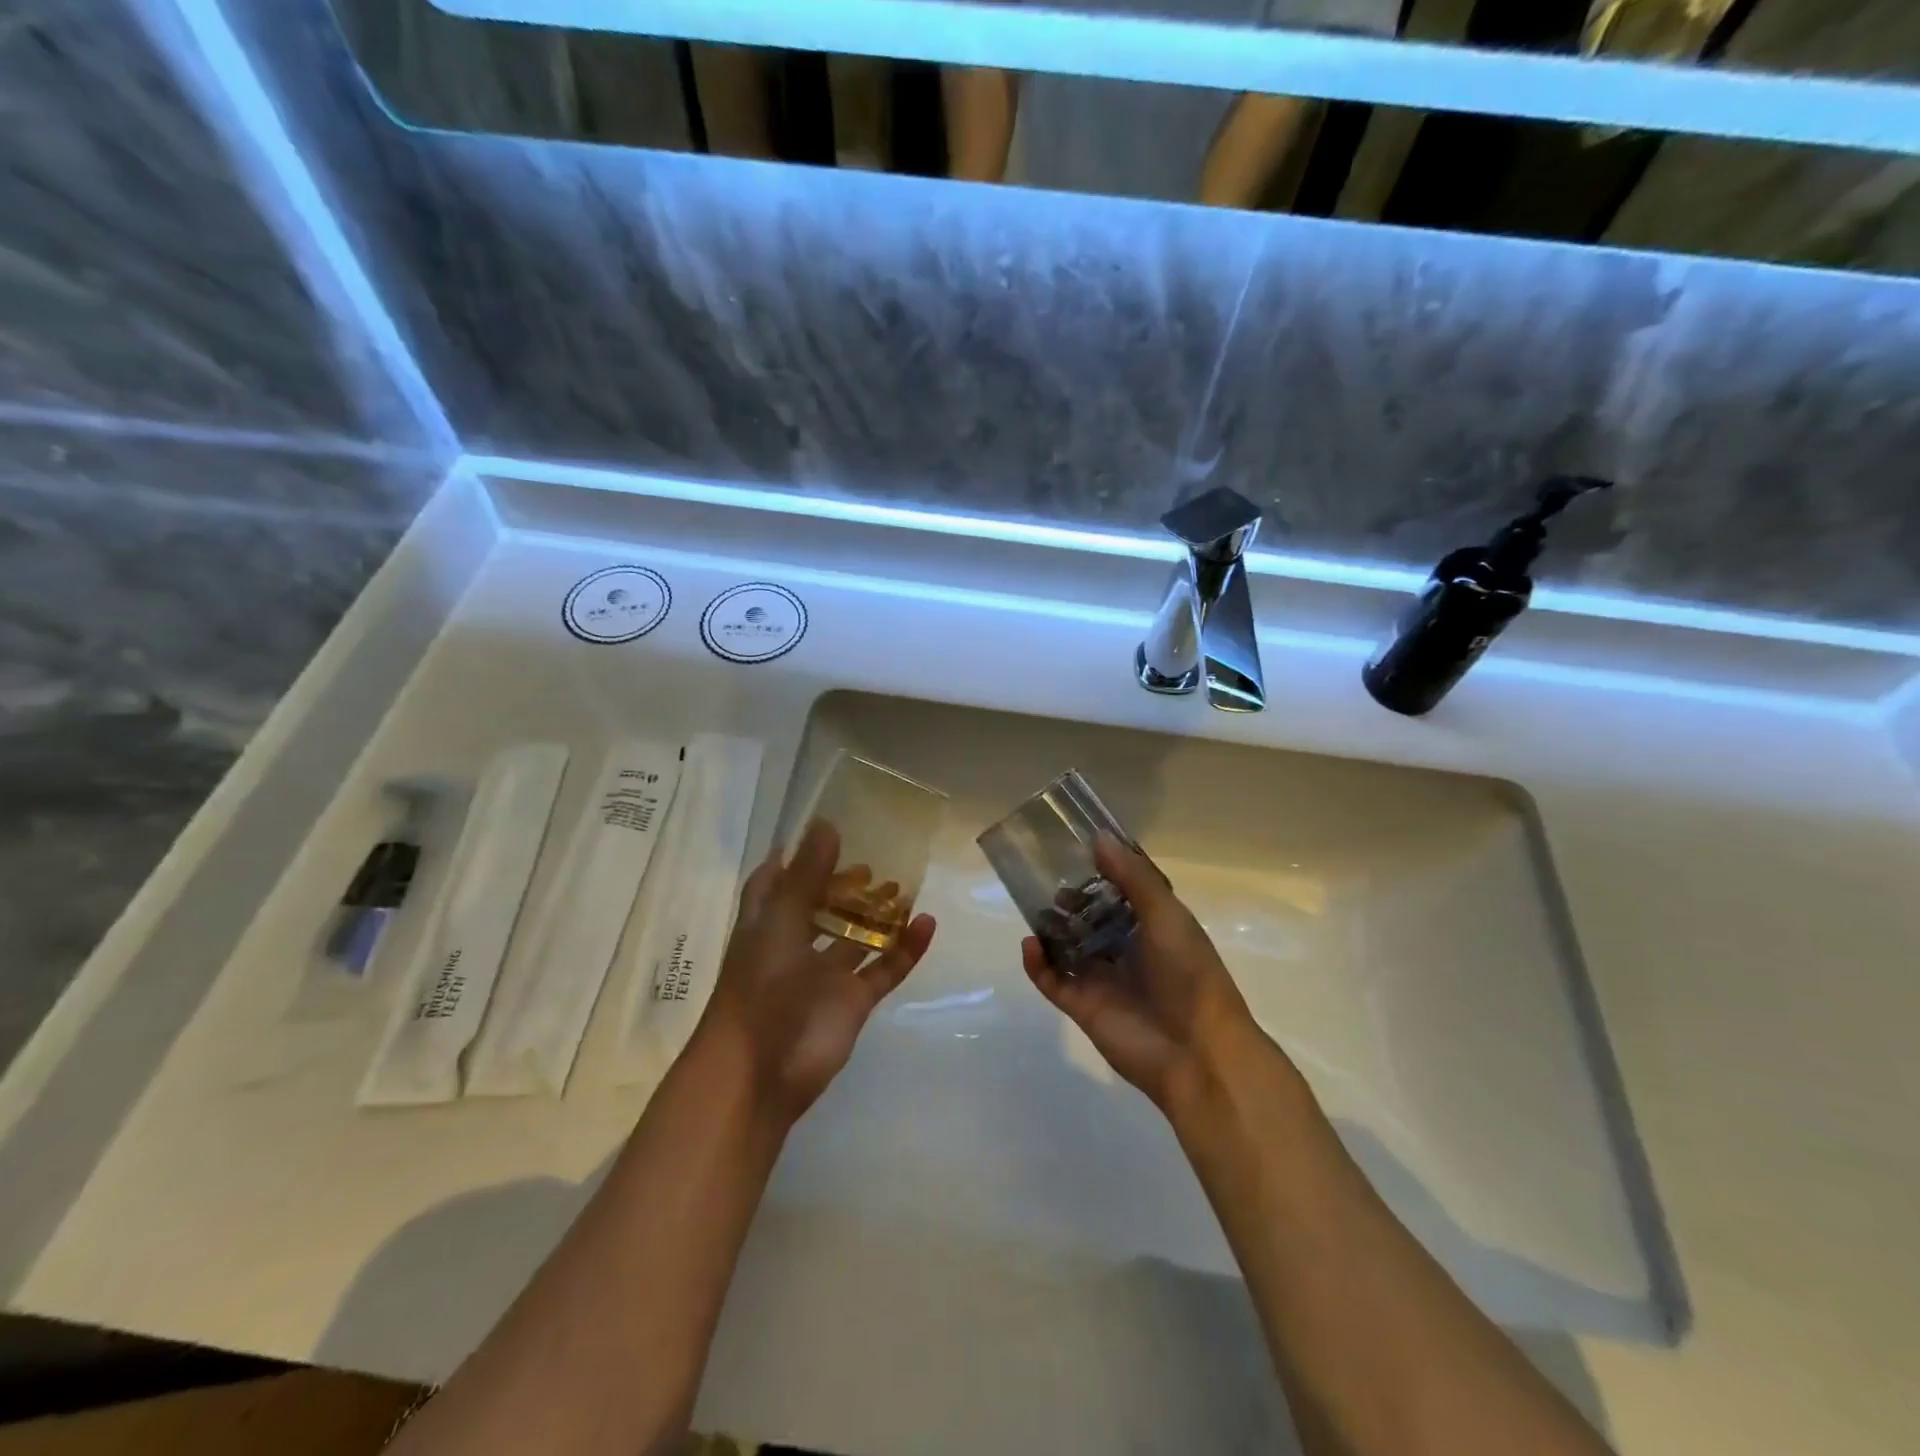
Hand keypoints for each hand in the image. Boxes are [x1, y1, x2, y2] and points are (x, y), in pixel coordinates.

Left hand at [698, 819, 936, 1124]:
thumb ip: (806, 875)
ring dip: (877, 914)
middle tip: (870, 861)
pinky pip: (884, 967)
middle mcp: (794, 945)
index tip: (816, 837)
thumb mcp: (781, 922)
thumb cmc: (761, 988)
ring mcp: (825, 975)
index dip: (790, 861)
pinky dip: (905, 948)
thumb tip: (826, 823)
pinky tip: (926, 922)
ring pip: (855, 937)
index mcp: (766, 925)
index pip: (773, 884)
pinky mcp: (853, 1001)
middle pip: (819, 908)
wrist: (761, 1071)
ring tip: (903, 885)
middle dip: (841, 885)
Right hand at [1022, 834, 1263, 1113]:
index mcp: (1154, 928)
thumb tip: (1098, 839)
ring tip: (1036, 909)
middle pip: (1092, 919)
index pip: (1123, 894)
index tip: (1078, 850)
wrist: (1197, 1052)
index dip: (1103, 873)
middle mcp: (1128, 950)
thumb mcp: (1166, 915)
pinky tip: (1031, 944)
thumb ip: (1132, 877)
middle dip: (1072, 901)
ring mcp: (1104, 980)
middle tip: (1049, 881)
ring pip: (1069, 948)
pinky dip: (1038, 963)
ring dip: (1052, 929)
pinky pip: (1053, 980)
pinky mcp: (1083, 1007)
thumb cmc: (1188, 974)